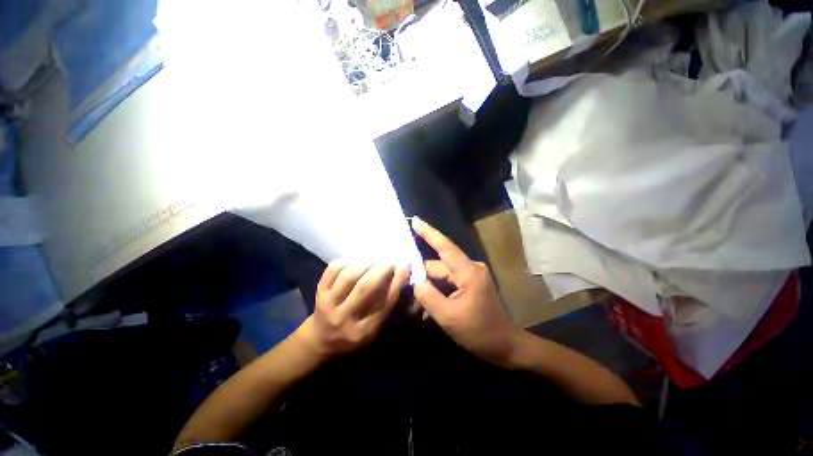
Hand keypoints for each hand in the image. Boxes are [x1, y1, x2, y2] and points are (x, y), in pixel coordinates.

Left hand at [298, 261, 410, 358]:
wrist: (320, 339)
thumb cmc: (353, 334)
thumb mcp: (373, 329)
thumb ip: (385, 306)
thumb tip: (399, 276)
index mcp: (363, 331)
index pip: (385, 302)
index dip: (398, 280)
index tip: (405, 264)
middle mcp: (344, 318)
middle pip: (365, 287)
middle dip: (381, 268)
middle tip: (390, 259)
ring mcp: (328, 304)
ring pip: (348, 276)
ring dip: (365, 262)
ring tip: (375, 258)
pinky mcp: (318, 292)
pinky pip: (333, 269)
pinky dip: (347, 260)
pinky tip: (357, 259)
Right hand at [411, 217, 519, 366]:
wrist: (506, 347)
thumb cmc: (480, 333)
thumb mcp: (449, 317)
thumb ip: (428, 296)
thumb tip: (415, 281)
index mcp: (469, 272)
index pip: (445, 247)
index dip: (429, 233)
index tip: (415, 220)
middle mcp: (470, 269)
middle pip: (438, 266)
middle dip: (421, 275)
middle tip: (402, 284)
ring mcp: (470, 276)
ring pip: (441, 275)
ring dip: (428, 287)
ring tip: (413, 302)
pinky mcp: (469, 284)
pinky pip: (447, 283)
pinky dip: (436, 291)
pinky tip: (427, 306)